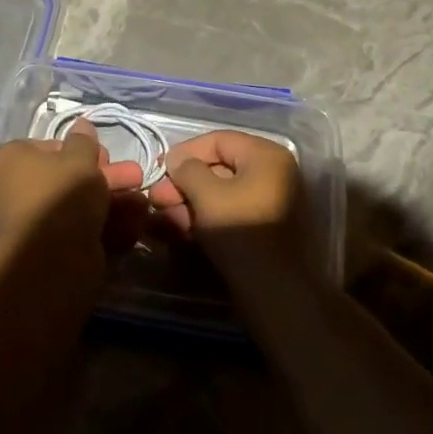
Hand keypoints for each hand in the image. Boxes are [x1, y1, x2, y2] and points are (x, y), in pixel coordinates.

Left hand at [0, 120, 147, 256]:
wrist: (52, 258)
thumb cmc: (61, 193)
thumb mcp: (79, 157)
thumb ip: (84, 141)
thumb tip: (81, 125)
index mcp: (12, 161)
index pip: (50, 147)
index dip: (81, 150)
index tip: (105, 155)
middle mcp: (17, 190)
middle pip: (69, 178)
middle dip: (107, 177)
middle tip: (135, 177)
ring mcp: (34, 223)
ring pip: (79, 205)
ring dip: (113, 201)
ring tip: (142, 202)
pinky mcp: (51, 250)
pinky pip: (81, 230)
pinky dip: (107, 226)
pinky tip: (134, 224)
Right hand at [149, 130, 313, 280]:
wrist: (275, 292)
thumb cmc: (241, 232)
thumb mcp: (206, 194)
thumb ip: (187, 169)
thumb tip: (177, 161)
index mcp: (266, 155)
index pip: (218, 141)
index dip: (185, 152)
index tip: (159, 169)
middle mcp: (273, 172)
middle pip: (219, 167)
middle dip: (184, 183)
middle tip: (157, 198)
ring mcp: (271, 201)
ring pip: (221, 193)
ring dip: (190, 202)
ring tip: (163, 216)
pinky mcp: (264, 228)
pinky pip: (230, 212)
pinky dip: (206, 217)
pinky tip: (180, 228)